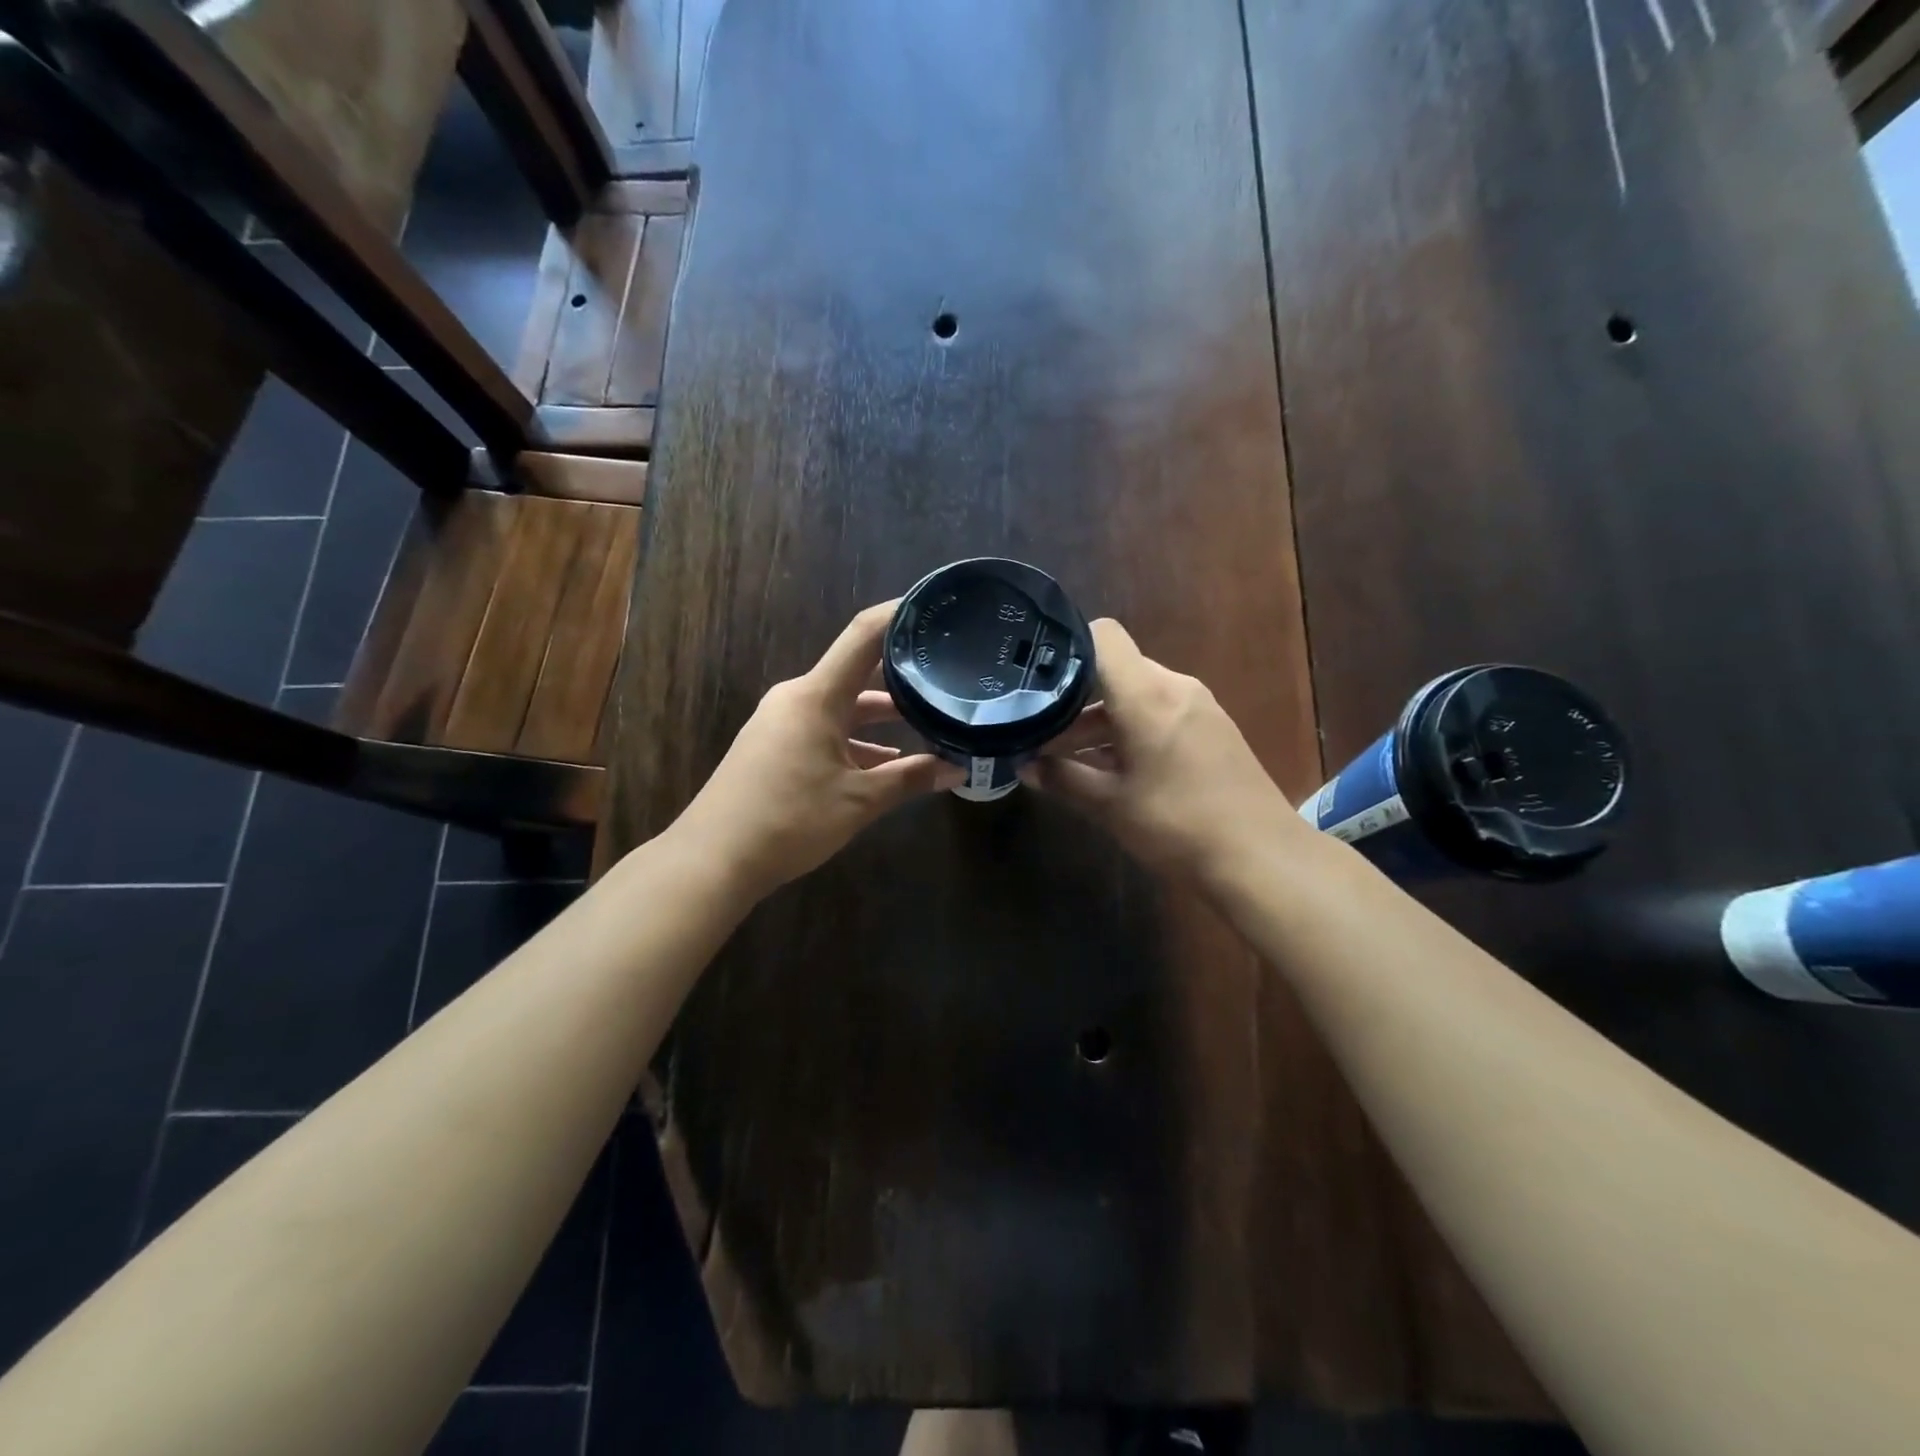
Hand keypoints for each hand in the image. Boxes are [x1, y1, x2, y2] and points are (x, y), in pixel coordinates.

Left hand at [673, 602, 964, 898]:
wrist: (713, 859)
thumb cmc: (790, 819)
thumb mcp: (859, 800)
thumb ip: (911, 779)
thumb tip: (959, 770)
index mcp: (817, 695)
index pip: (863, 636)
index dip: (897, 615)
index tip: (932, 606)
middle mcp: (797, 698)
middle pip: (856, 675)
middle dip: (900, 678)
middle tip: (944, 677)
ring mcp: (781, 722)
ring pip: (841, 708)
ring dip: (879, 718)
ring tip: (927, 724)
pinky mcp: (773, 747)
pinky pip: (823, 730)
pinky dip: (855, 741)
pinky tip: (885, 763)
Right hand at [1020, 619, 1309, 881]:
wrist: (1262, 860)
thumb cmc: (1178, 825)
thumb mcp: (1110, 805)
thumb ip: (1063, 779)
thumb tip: (1023, 767)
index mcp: (1148, 695)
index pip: (1104, 637)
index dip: (1067, 647)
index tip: (1036, 679)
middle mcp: (1176, 688)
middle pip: (1116, 672)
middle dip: (1075, 699)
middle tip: (1039, 730)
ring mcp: (1199, 709)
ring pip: (1137, 697)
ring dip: (1101, 721)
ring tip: (1063, 756)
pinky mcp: (1213, 731)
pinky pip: (1160, 714)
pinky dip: (1130, 731)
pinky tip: (1109, 768)